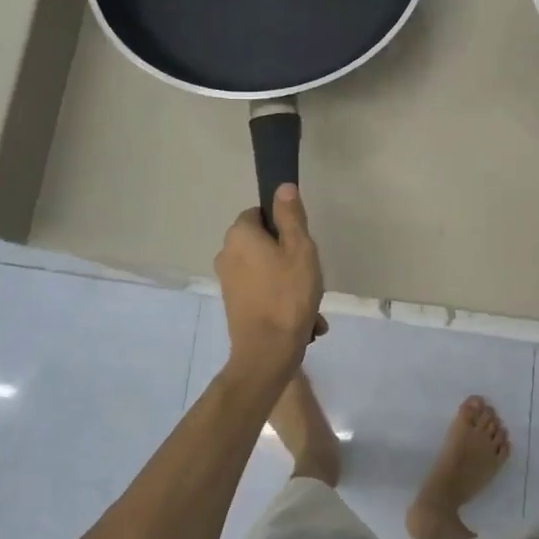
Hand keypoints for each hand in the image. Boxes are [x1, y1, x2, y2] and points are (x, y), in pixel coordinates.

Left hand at [215, 184, 325, 384]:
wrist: (267, 352)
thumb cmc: (288, 294)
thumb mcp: (300, 249)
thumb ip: (291, 216)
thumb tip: (282, 187)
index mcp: (239, 234)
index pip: (260, 213)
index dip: (284, 226)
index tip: (302, 245)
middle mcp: (226, 254)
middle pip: (263, 243)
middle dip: (289, 258)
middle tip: (311, 276)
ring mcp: (228, 281)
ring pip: (266, 271)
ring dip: (290, 283)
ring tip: (312, 306)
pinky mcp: (234, 304)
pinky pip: (263, 292)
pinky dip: (281, 300)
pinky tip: (304, 321)